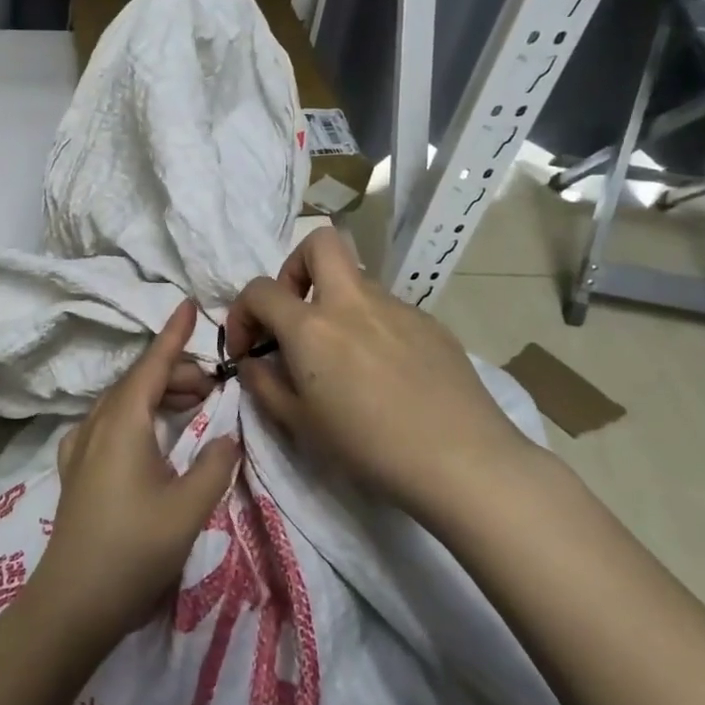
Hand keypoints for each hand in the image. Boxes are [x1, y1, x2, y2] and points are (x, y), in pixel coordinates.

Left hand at [37, 300, 238, 645]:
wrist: (74, 601)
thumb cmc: (134, 549)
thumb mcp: (189, 507)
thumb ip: (214, 464)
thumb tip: (225, 436)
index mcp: (123, 422)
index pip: (152, 364)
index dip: (174, 335)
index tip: (189, 304)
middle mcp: (98, 424)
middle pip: (139, 382)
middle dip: (177, 373)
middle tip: (215, 384)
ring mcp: (82, 447)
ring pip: (124, 403)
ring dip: (159, 395)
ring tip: (194, 404)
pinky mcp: (77, 470)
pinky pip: (110, 424)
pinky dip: (138, 416)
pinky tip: (150, 434)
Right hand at [226, 227, 537, 506]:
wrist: (461, 461)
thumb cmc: (368, 447)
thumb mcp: (299, 424)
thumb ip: (264, 385)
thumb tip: (252, 363)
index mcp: (312, 326)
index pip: (259, 290)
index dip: (242, 314)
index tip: (248, 349)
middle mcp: (352, 302)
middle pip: (320, 242)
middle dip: (295, 266)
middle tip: (295, 312)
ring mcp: (396, 307)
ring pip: (356, 280)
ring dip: (335, 302)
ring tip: (341, 356)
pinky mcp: (430, 323)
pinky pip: (388, 310)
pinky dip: (371, 326)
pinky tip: (385, 372)